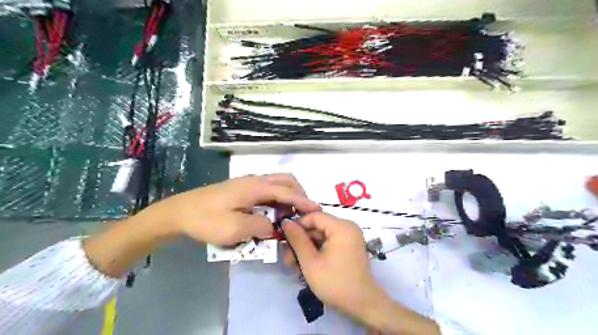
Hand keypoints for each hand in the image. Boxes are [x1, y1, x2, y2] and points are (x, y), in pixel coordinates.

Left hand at [152, 174, 319, 243]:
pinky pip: (267, 190)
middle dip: (299, 194)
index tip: (317, 210)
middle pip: (286, 180)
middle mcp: (255, 180)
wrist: (179, 212)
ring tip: (288, 216)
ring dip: (287, 197)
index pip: (287, 192)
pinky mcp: (242, 189)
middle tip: (303, 212)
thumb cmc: (206, 220)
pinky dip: (277, 199)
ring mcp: (248, 183)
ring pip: (277, 184)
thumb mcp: (235, 229)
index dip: (303, 201)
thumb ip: (261, 226)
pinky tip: (272, 213)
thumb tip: (274, 225)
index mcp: (255, 187)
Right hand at [281, 214, 437, 332]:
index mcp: (341, 227)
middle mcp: (347, 227)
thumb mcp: (310, 261)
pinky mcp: (348, 247)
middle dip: (301, 241)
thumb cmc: (335, 282)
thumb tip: (285, 222)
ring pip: (321, 236)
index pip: (314, 216)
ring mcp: (349, 237)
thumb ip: (297, 239)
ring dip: (306, 249)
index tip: (283, 238)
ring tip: (294, 266)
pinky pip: (328, 243)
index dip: (297, 225)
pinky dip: (316, 252)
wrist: (362, 305)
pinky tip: (306, 266)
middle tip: (287, 258)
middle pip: (317, 227)